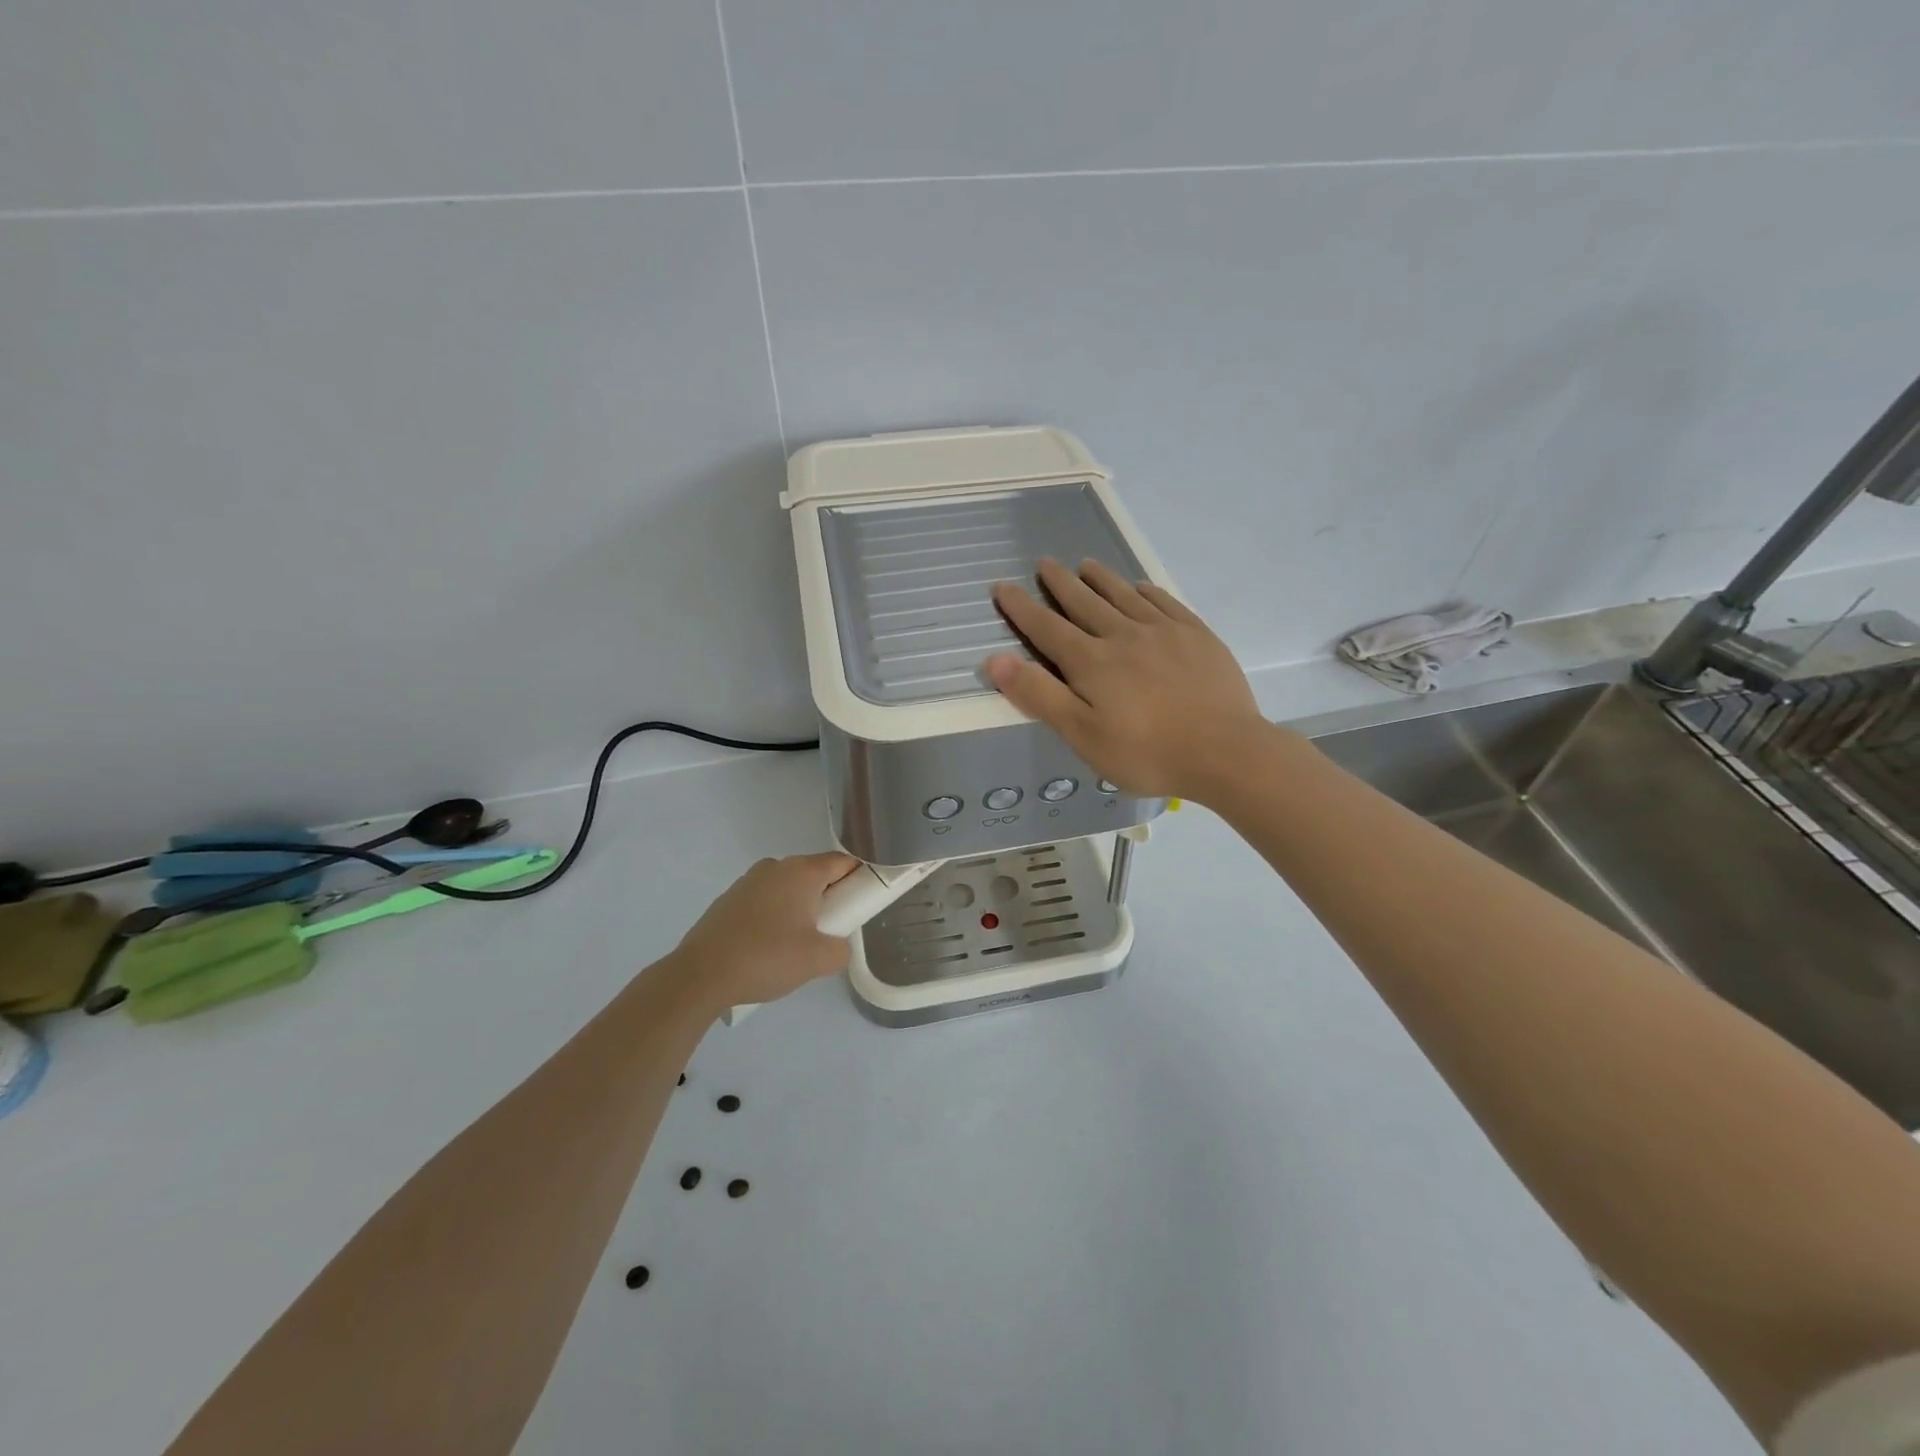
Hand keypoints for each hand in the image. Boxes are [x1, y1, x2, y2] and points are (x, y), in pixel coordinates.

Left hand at [671, 852, 859, 1007]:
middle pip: (815, 874)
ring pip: (788, 888)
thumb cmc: (766, 958)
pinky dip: (775, 916)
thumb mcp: (818, 960)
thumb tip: (837, 946)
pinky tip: (769, 947)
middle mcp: (775, 867)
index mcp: (801, 872)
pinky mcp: (728, 900)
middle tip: (834, 930)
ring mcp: (748, 882)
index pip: (843, 862)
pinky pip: (765, 901)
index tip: (865, 901)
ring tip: (798, 944)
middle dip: (829, 897)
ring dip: (800, 907)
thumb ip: (841, 949)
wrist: (700, 975)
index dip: (860, 878)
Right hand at [987, 558, 1272, 802]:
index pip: (1046, 627)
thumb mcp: (1082, 734)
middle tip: (1045, 563)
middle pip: (1084, 602)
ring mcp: (1163, 631)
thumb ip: (1039, 695)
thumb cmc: (1146, 752)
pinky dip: (1146, 591)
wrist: (1225, 751)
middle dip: (1060, 583)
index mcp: (1091, 662)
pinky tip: (1141, 588)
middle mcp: (1123, 635)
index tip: (1002, 586)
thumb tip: (996, 659)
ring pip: (1124, 595)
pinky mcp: (1196, 636)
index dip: (1021, 608)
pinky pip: (1164, 602)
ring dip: (1101, 579)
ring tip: (1086, 565)